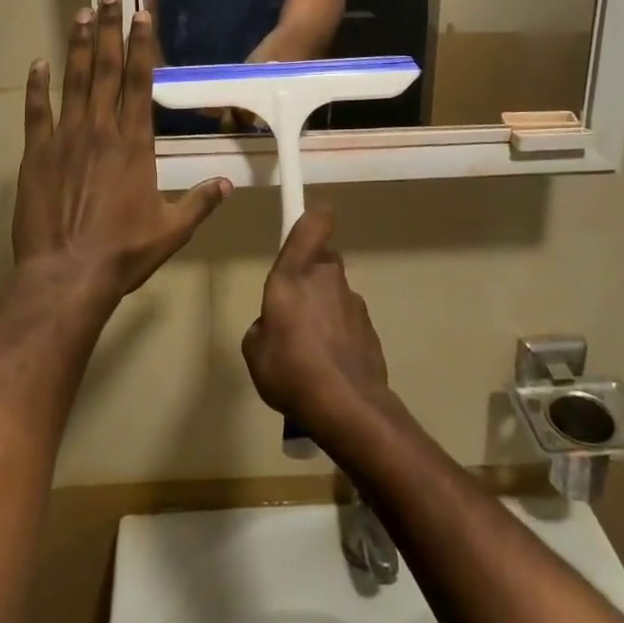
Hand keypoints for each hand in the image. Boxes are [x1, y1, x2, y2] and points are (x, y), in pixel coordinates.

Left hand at [13, 0, 230, 308]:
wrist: (67, 275)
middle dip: (111, 29)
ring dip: (79, 46)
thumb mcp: (172, 230)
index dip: (142, 45)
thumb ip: (200, 202)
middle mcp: (101, 129)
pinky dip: (37, 87)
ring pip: (74, 81)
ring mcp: (66, 138)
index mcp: (134, 142)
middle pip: (108, 69)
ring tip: (81, 14)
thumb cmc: (123, 252)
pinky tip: (38, 64)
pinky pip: (37, 112)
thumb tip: (228, 183)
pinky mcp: (36, 154)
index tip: (142, 14)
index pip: (141, 82)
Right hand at [241, 206, 390, 432]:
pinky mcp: (369, 328)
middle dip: (309, 274)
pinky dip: (339, 332)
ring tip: (309, 346)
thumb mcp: (254, 349)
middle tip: (293, 306)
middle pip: (321, 259)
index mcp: (294, 273)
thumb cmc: (290, 369)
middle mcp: (326, 277)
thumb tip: (273, 325)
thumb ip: (262, 325)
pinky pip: (347, 319)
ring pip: (334, 291)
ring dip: (324, 307)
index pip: (312, 223)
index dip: (313, 215)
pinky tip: (329, 364)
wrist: (347, 407)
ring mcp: (353, 301)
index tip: (307, 217)